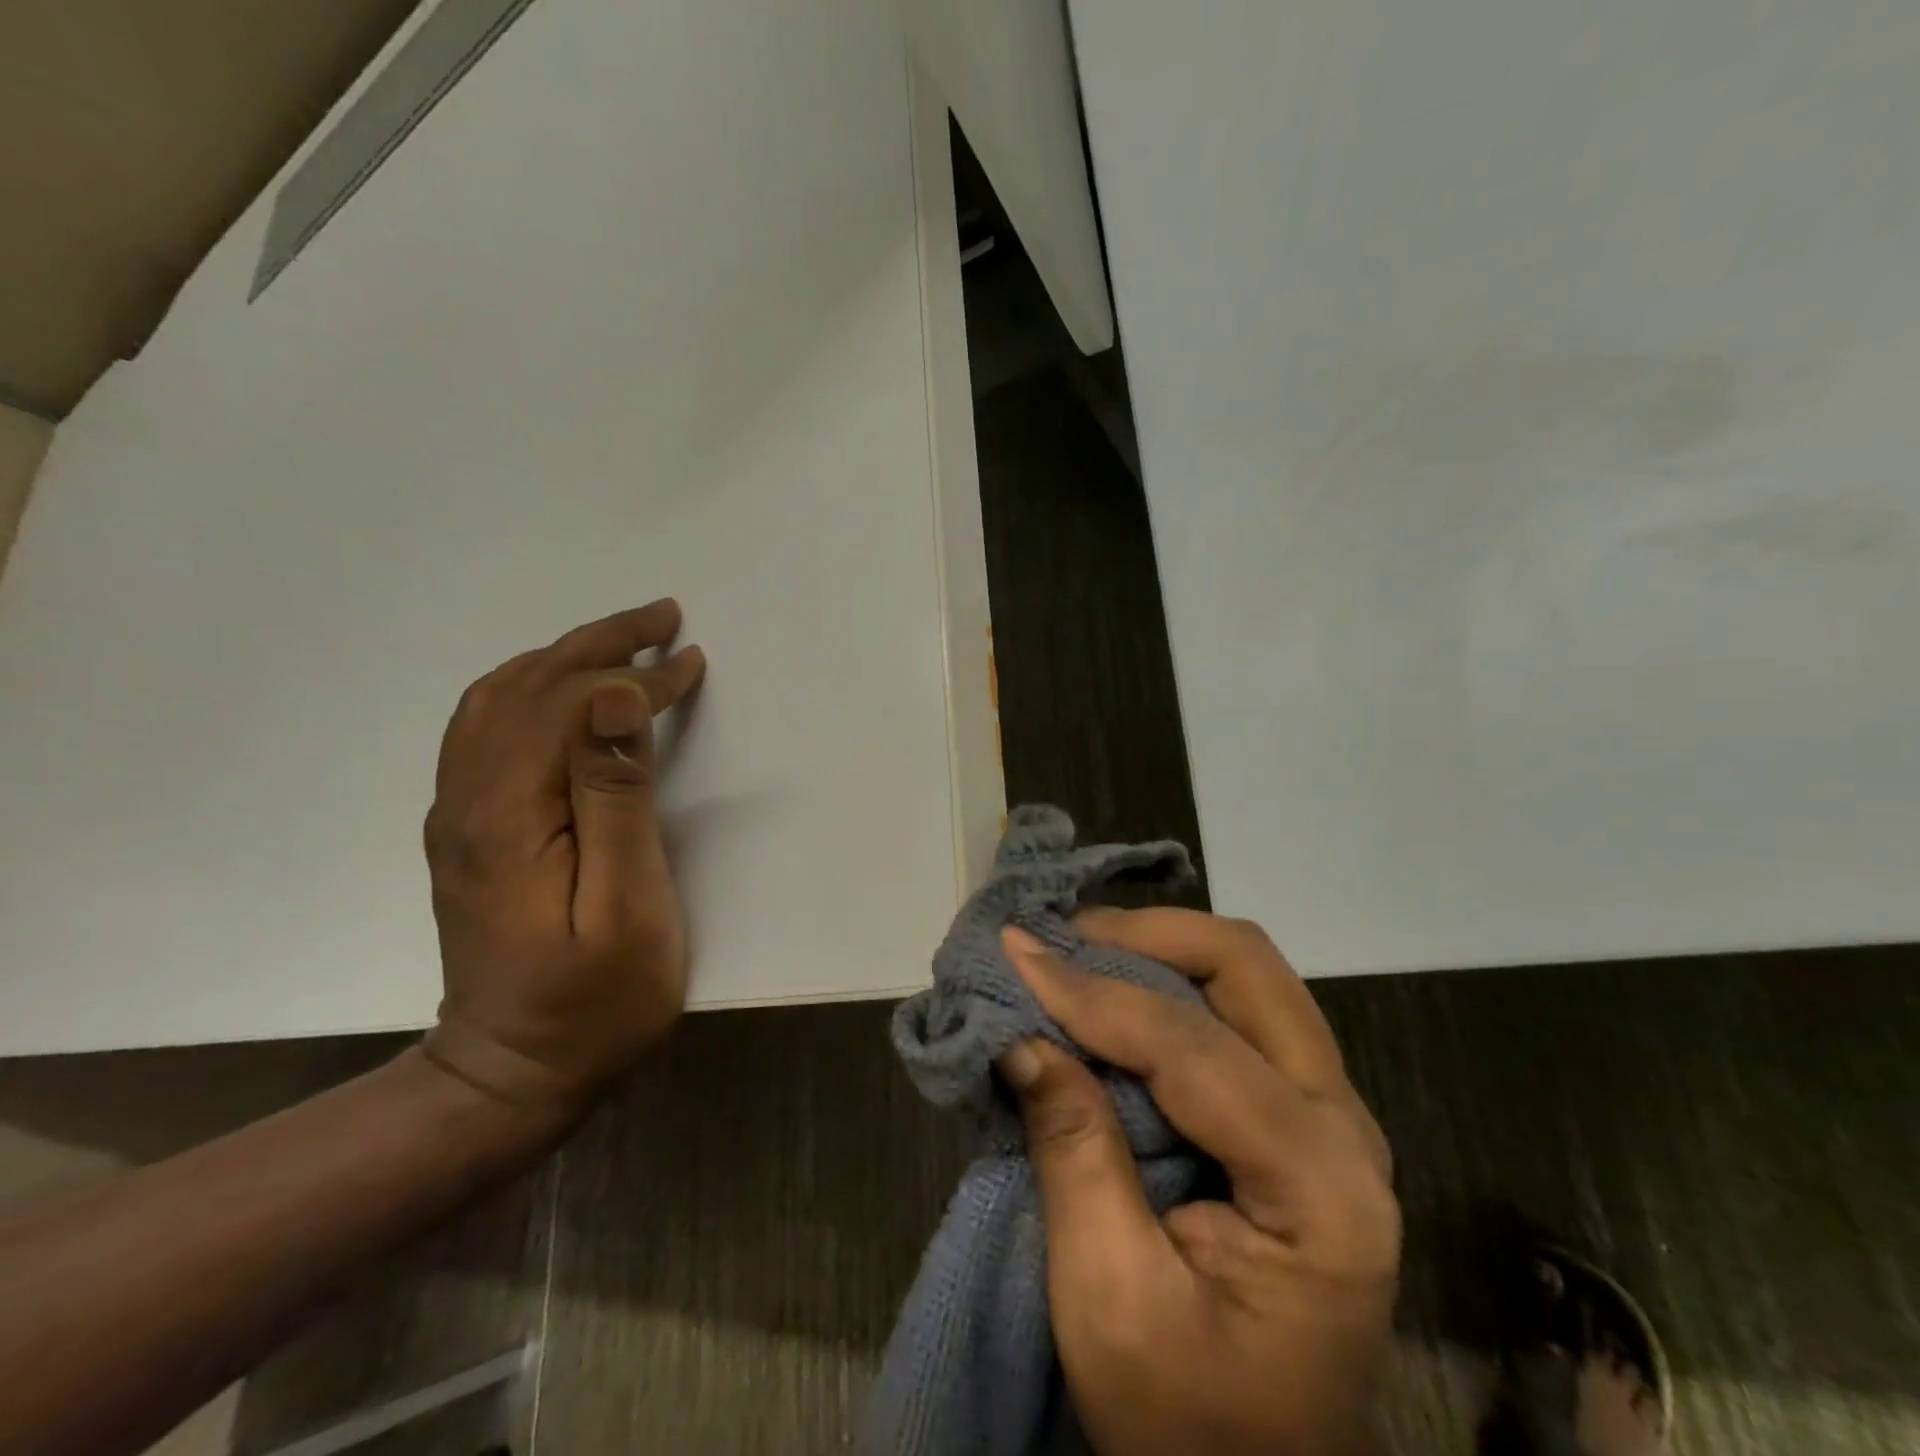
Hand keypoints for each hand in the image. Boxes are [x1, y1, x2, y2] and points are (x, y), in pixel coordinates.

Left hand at [420, 600, 705, 1119]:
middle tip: (661, 617)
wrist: (514, 1073)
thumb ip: (616, 797)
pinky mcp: (470, 829)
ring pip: (498, 701)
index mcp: (508, 814)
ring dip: (562, 658)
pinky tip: (565, 692)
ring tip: (621, 642)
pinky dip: (532, 689)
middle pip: (526, 688)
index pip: (570, 706)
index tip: (691, 663)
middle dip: (598, 643)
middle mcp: (468, 800)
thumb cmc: (594, 998)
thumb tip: (613, 699)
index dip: (634, 678)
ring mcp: (460, 814)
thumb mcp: (626, 904)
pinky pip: (487, 729)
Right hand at [996, 910, 1399, 1455]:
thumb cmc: (1186, 1424)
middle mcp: (1345, 1129)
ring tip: (1077, 952)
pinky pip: (1238, 1010)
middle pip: (1249, 969)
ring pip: (1248, 976)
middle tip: (1060, 938)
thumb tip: (1023, 1035)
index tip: (1014, 954)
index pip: (1193, 1047)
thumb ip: (1074, 1150)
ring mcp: (1329, 1115)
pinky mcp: (1298, 1116)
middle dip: (1147, 934)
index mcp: (1320, 1190)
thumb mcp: (1109, 1302)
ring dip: (1158, 947)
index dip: (1094, 994)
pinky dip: (1169, 980)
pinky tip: (1113, 987)